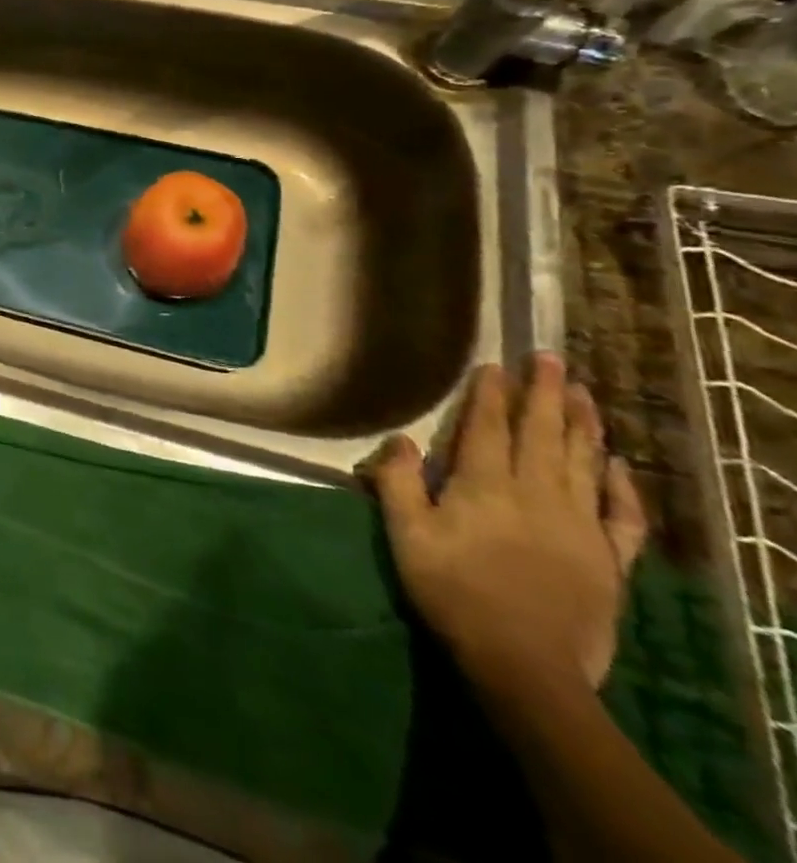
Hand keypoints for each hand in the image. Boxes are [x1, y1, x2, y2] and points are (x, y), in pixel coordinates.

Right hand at [369, 353, 647, 694]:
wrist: (524, 663)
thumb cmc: (452, 589)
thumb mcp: (406, 533)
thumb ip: (398, 482)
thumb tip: (400, 439)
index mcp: (485, 485)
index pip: (488, 427)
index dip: (491, 394)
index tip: (496, 364)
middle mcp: (536, 494)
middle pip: (542, 433)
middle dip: (545, 393)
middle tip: (551, 358)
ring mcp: (579, 525)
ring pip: (583, 462)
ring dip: (583, 424)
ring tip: (583, 392)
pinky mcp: (609, 559)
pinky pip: (622, 515)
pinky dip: (623, 486)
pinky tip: (618, 464)